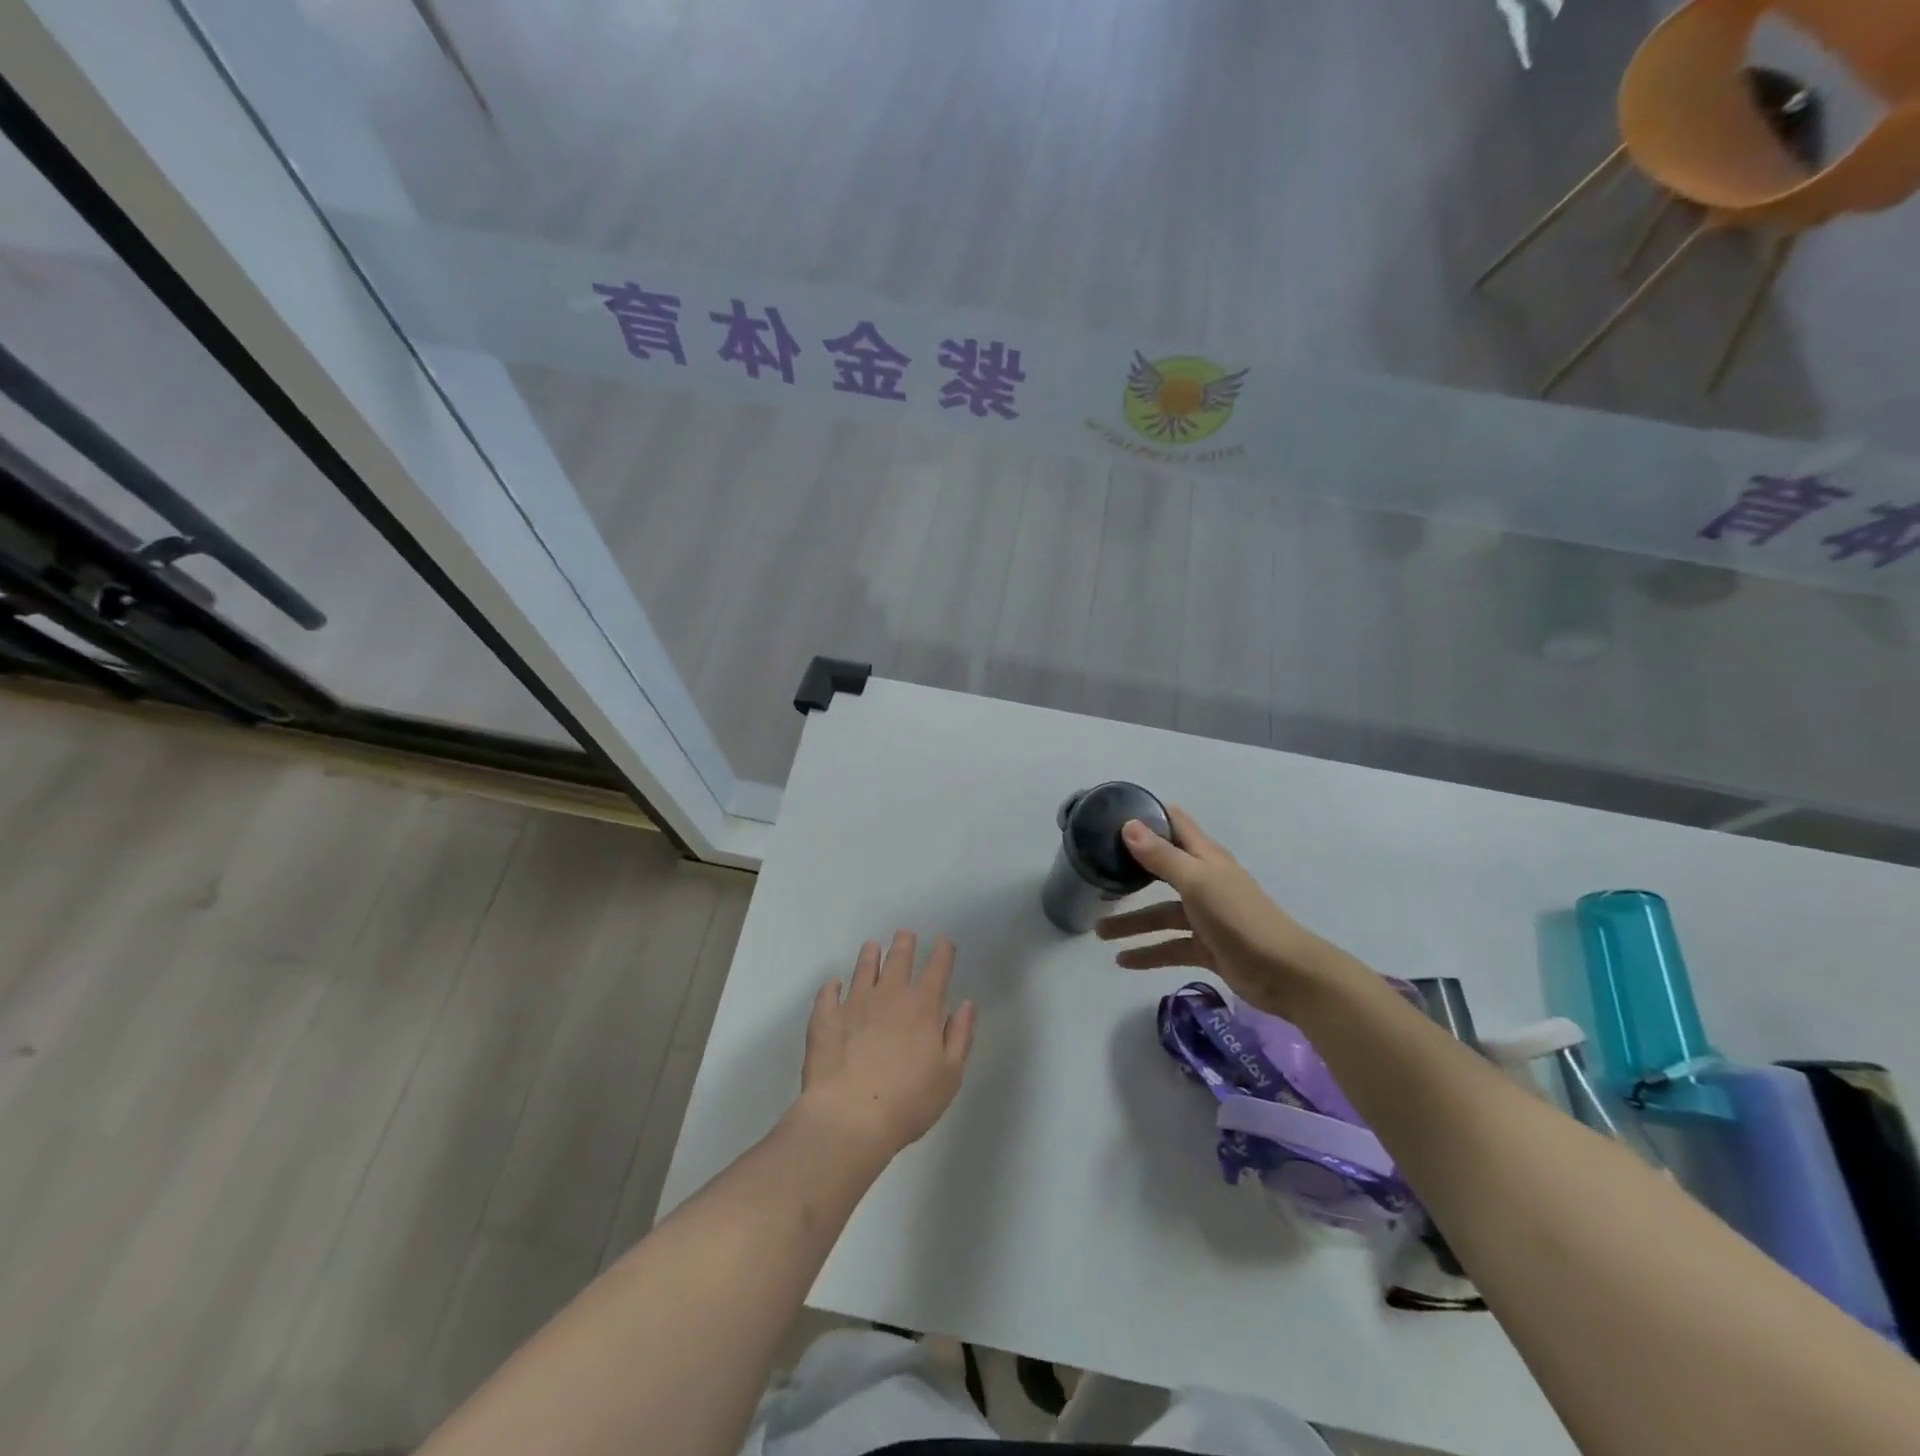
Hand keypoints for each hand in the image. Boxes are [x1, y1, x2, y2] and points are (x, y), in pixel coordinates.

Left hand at [799, 930, 975, 1161]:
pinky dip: (831, 986)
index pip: (937, 969)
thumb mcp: (949, 1075)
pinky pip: (827, 993)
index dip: (943, 951)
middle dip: (904, 943)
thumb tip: (966, 1005)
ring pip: (863, 968)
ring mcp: (854, 1003)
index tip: (943, 940)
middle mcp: (889, 995)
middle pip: (898, 959)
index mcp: (922, 1007)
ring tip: (871, 946)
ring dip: (869, 955)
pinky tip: (833, 985)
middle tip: (904, 933)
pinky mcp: (825, 1017)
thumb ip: (959, 1036)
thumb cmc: (908, 1102)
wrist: (850, 1118)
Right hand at [1095, 805, 1353, 1017]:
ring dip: (1132, 922)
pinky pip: (1170, 946)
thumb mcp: (1197, 882)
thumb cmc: (1239, 918)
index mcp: (1206, 858)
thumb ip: (1161, 856)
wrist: (1284, 973)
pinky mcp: (1207, 947)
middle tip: (1096, 872)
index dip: (1149, 816)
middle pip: (1162, 870)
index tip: (1114, 814)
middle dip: (1130, 871)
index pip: (1176, 825)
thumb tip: (1128, 825)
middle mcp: (1205, 881)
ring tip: (1099, 932)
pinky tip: (1122, 961)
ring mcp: (1206, 916)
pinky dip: (1148, 952)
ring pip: (1160, 914)